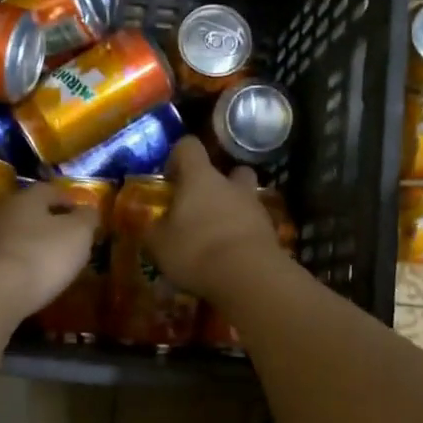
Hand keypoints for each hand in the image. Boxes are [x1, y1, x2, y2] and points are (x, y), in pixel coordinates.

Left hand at [0, 181, 97, 317]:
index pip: (51, 190)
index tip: (85, 217)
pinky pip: (7, 258)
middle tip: (71, 240)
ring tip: (53, 262)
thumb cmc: (41, 256)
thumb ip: (87, 218)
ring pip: (17, 235)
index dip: (70, 201)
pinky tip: (32, 278)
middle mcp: (2, 211)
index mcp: (26, 197)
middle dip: (51, 223)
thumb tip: (88, 210)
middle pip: (31, 212)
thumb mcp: (78, 234)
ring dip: (34, 244)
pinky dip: (21, 264)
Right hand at [143, 139, 282, 300]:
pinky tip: (231, 256)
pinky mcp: (270, 231)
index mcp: (200, 177)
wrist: (248, 276)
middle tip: (201, 205)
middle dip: (217, 183)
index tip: (170, 178)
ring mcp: (255, 206)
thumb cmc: (195, 250)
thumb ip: (154, 230)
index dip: (177, 157)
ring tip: (216, 236)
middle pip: (229, 169)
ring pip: (245, 197)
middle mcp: (230, 184)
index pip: (189, 146)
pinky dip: (243, 234)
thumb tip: (152, 225)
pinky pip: (254, 225)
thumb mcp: (159, 244)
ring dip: (232, 210)